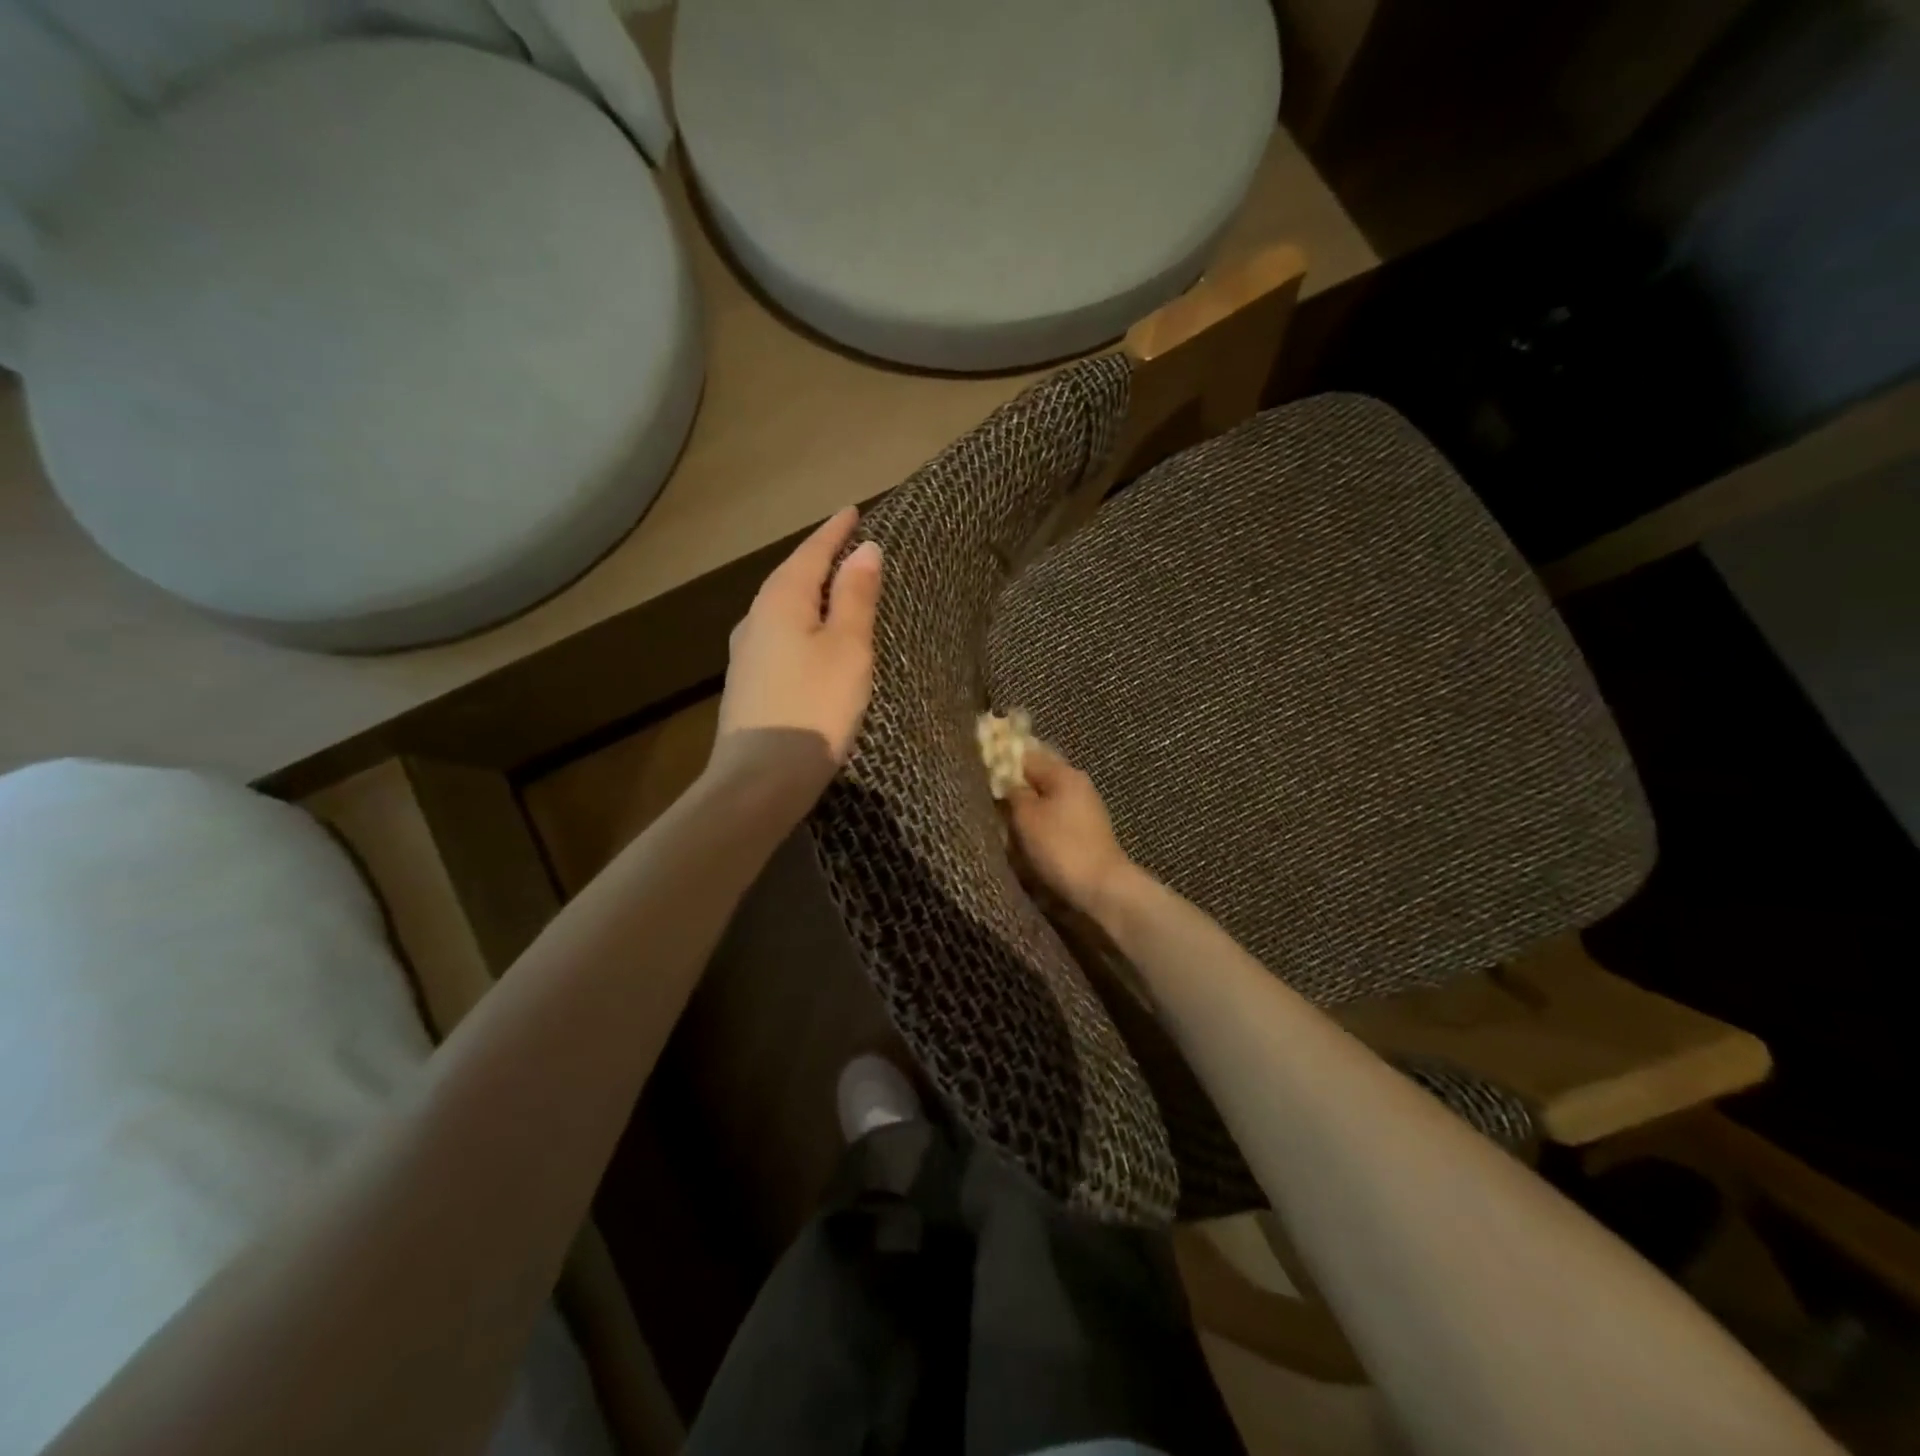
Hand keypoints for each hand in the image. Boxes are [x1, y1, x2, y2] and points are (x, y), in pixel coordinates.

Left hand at [713, 507, 881, 794]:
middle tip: (848, 545)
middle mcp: (756, 619)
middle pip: (792, 577)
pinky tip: (812, 639)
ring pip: (783, 609)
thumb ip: (855, 597)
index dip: (834, 531)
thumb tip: (864, 549)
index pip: (811, 553)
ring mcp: (747, 654)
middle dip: (820, 559)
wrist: (760, 779)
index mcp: (781, 601)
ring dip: (810, 593)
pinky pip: (780, 636)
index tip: (853, 510)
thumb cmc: (814, 707)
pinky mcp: (749, 684)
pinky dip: (802, 624)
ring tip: (835, 588)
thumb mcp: (848, 648)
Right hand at [1006, 744, 1135, 916]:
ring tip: (1005, 825)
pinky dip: (1040, 826)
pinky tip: (1027, 840)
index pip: (1027, 756)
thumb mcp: (1026, 816)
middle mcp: (1078, 785)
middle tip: (992, 804)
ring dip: (1027, 811)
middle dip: (1015, 790)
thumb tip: (1007, 783)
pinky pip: (1055, 820)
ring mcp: (1085, 809)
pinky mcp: (1086, 832)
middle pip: (1038, 779)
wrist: (1101, 888)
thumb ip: (1013, 793)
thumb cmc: (1060, 846)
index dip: (1003, 764)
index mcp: (1064, 773)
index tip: (982, 777)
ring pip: (1046, 801)